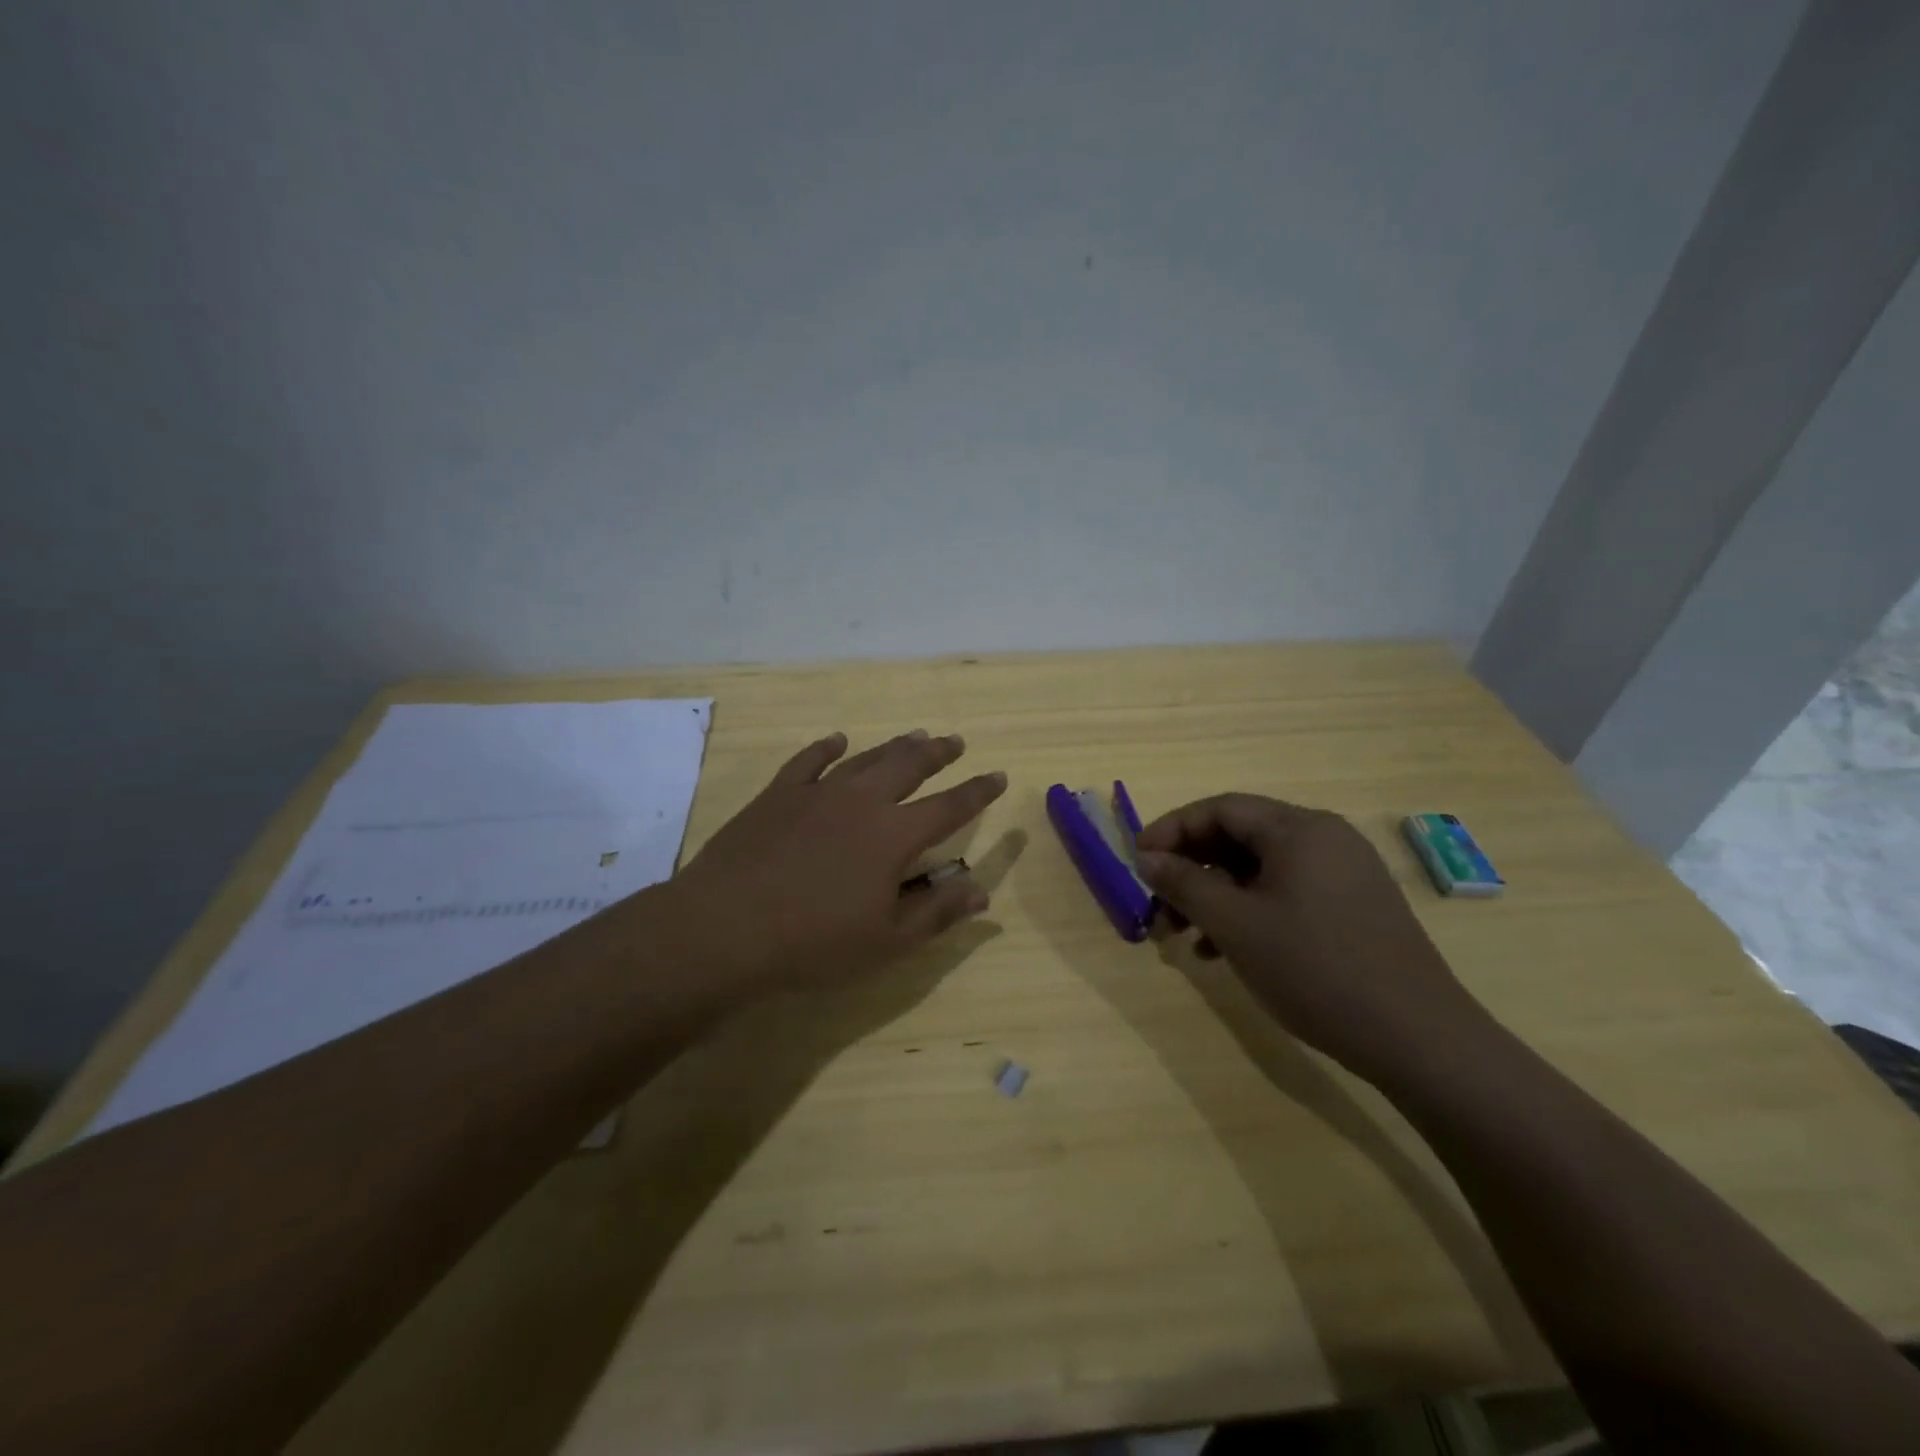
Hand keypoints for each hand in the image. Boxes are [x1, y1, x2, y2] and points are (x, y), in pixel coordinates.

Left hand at [668, 730, 1007, 995]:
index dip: (977, 791)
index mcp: (894, 836)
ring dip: (893, 746)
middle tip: (954, 741)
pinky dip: (827, 748)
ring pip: (866, 759)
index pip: (949, 806)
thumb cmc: (813, 943)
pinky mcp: (778, 795)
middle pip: (909, 767)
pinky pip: (809, 761)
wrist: (725, 927)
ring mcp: (817, 792)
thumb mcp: (886, 941)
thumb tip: (982, 890)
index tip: (997, 774)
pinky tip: (837, 740)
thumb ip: (937, 912)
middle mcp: (861, 802)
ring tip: (914, 735)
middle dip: (937, 753)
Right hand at [1134, 794, 1487, 1081]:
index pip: (1220, 808)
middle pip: (1239, 837)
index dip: (1172, 830)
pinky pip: (1286, 892)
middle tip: (1158, 906)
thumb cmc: (1316, 969)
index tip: (1138, 862)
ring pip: (1260, 869)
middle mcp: (1324, 838)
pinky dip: (1249, 911)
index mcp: (1298, 829)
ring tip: (1185, 936)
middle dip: (1191, 869)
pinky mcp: (1353, 906)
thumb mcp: (1236, 925)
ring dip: (1216, 895)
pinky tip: (1225, 951)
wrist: (1419, 1038)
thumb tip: (1147, 858)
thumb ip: (1184, 884)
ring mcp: (1344, 872)